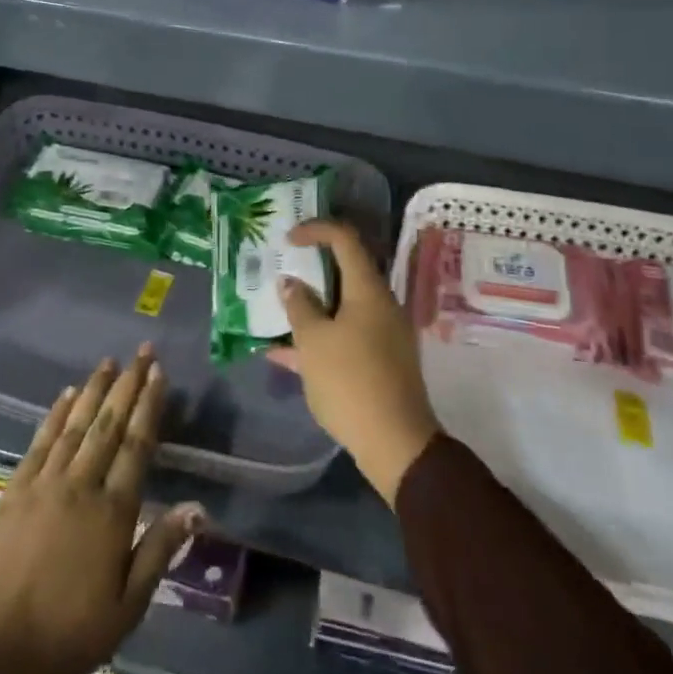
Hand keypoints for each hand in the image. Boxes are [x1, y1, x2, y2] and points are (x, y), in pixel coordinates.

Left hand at [0, 346, 204, 673]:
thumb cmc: (67, 637)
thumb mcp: (126, 608)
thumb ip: (159, 550)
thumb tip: (198, 507)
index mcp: (113, 513)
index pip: (137, 445)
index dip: (149, 406)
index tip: (159, 373)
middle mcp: (80, 486)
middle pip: (109, 424)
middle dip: (128, 384)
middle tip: (143, 351)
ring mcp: (44, 483)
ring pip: (76, 424)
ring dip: (94, 389)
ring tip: (110, 361)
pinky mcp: (15, 489)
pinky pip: (40, 441)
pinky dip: (55, 414)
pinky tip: (66, 394)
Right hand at [273, 220, 439, 505]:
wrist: (396, 444)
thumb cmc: (351, 381)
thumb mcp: (313, 341)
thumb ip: (299, 306)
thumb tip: (291, 283)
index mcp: (368, 289)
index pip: (344, 239)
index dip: (315, 230)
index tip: (287, 239)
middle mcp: (380, 304)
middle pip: (344, 272)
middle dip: (310, 270)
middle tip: (281, 271)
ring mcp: (383, 333)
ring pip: (341, 307)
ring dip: (310, 307)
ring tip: (276, 312)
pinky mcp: (381, 361)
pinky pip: (345, 336)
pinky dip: (319, 338)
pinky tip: (284, 355)